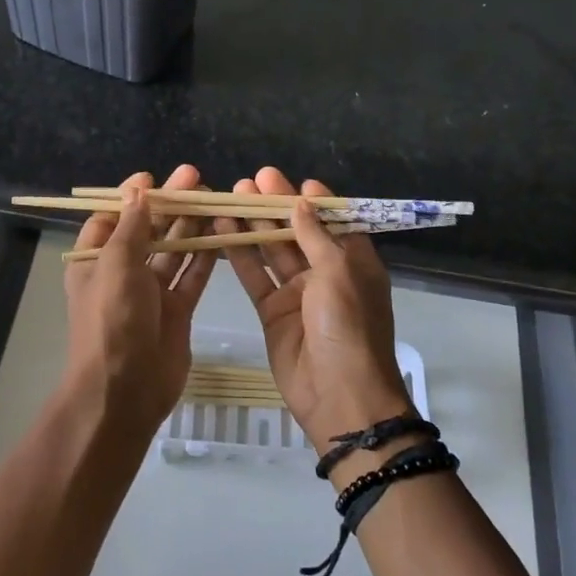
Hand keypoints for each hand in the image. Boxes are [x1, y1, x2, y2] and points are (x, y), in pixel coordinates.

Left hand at [63, 167, 217, 429]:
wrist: (125, 389)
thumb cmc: (112, 319)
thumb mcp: (116, 264)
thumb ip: (131, 226)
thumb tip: (137, 189)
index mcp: (94, 261)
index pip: (111, 218)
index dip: (132, 197)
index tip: (155, 178)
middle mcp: (121, 274)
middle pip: (148, 231)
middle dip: (170, 205)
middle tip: (197, 178)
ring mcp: (151, 293)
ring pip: (174, 251)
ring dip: (191, 226)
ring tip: (214, 198)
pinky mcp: (177, 311)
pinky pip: (193, 277)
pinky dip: (206, 257)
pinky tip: (224, 233)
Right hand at [216, 168, 408, 454]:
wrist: (338, 395)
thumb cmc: (348, 326)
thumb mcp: (339, 273)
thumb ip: (316, 236)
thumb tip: (302, 202)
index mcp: (354, 261)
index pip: (334, 220)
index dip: (313, 200)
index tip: (290, 180)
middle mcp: (326, 273)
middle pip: (298, 231)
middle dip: (275, 205)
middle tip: (250, 180)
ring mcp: (297, 293)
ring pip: (272, 251)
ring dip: (253, 225)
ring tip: (230, 196)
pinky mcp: (272, 312)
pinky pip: (255, 278)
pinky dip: (240, 255)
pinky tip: (221, 230)